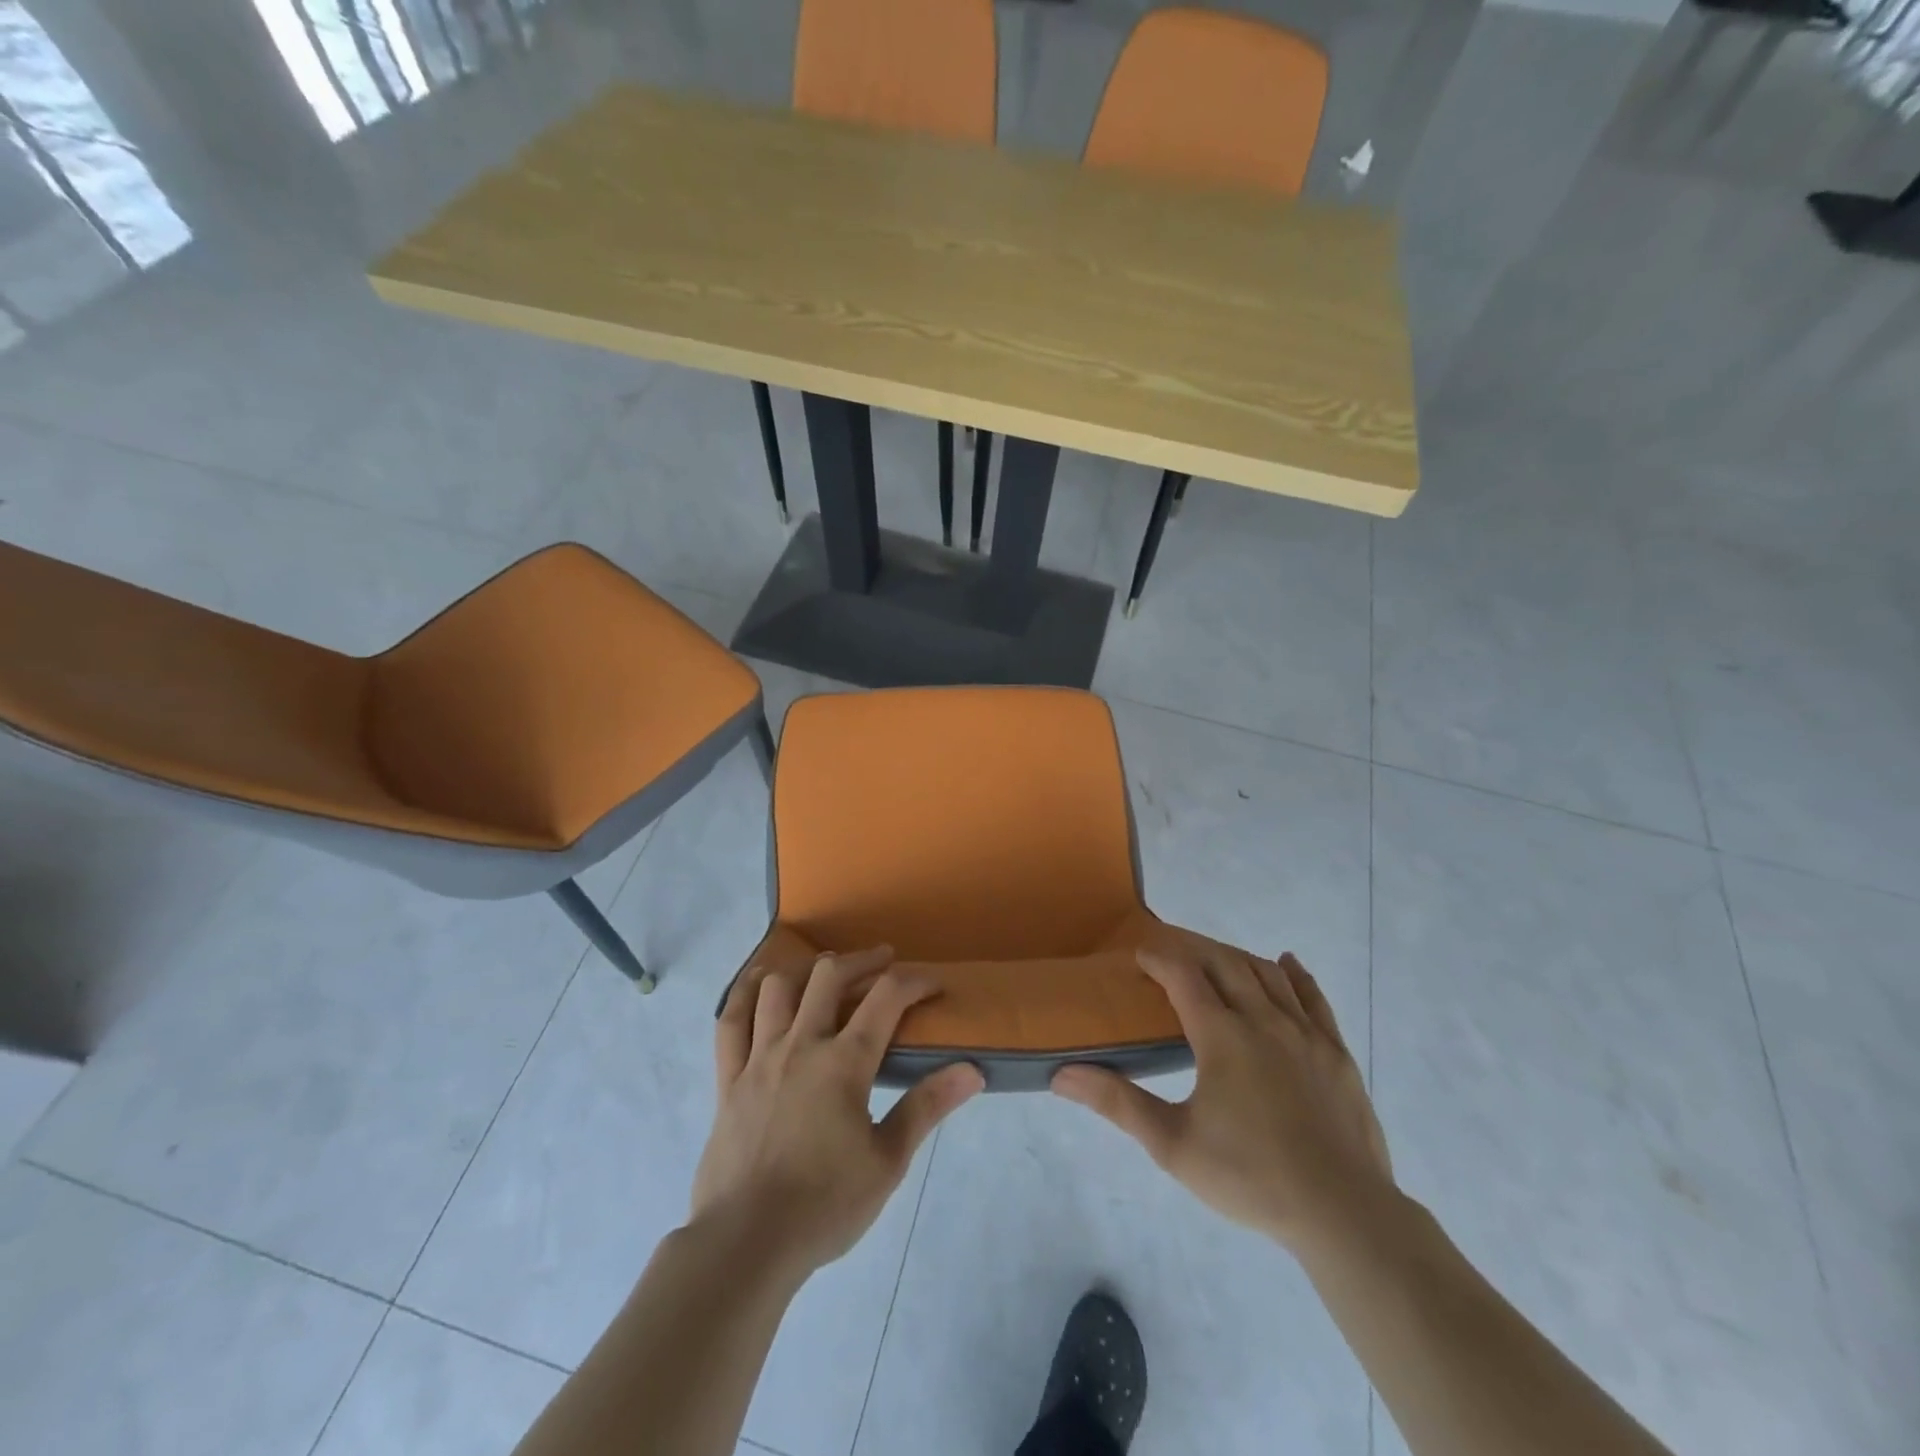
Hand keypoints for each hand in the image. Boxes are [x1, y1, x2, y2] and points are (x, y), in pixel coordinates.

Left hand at [690, 945, 983, 1277]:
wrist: (745, 1245)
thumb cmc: (824, 1206)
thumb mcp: (888, 1162)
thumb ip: (927, 1107)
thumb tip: (972, 1070)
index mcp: (844, 1063)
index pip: (887, 998)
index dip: (915, 981)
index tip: (933, 985)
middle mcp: (800, 1045)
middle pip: (830, 976)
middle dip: (863, 961)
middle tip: (883, 962)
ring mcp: (758, 1058)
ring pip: (779, 986)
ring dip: (808, 971)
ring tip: (826, 974)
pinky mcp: (728, 1078)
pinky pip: (731, 1020)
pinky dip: (746, 992)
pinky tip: (760, 983)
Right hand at [1052, 946, 1393, 1254]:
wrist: (1344, 1214)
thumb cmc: (1250, 1177)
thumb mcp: (1173, 1145)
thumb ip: (1118, 1103)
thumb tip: (1061, 1074)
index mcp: (1222, 1036)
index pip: (1183, 977)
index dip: (1159, 959)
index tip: (1140, 955)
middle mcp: (1263, 1020)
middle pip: (1225, 964)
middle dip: (1195, 951)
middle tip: (1173, 954)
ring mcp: (1305, 1033)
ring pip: (1267, 974)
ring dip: (1237, 959)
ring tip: (1217, 960)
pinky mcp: (1336, 1051)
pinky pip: (1313, 997)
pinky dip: (1296, 974)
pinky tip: (1286, 963)